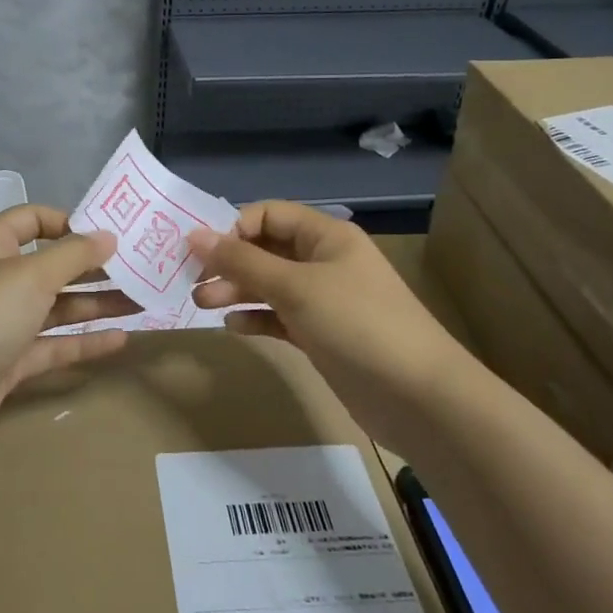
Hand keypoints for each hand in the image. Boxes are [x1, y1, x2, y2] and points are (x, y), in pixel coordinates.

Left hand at [0, 205, 136, 453]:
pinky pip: (51, 345)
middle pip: (50, 266)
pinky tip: (120, 340)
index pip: (31, 219)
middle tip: (141, 270)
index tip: (110, 234)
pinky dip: (83, 341)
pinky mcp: (7, 362)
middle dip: (94, 268)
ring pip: (55, 307)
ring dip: (96, 304)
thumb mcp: (30, 276)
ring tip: (143, 303)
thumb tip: (108, 236)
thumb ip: (73, 255)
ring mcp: (0, 323)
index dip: (69, 222)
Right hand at [190, 201, 470, 422]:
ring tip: (202, 306)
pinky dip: (256, 319)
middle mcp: (323, 262)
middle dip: (228, 264)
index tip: (203, 255)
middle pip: (265, 250)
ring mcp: (324, 301)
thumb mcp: (295, 287)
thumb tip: (193, 235)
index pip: (268, 215)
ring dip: (236, 291)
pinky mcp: (322, 335)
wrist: (419, 397)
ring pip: (269, 286)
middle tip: (192, 284)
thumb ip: (241, 262)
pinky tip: (234, 328)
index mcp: (325, 237)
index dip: (233, 229)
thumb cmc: (357, 325)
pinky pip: (280, 317)